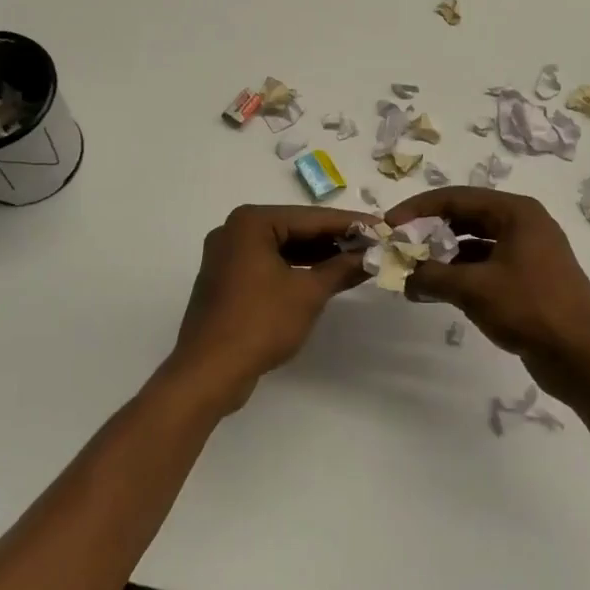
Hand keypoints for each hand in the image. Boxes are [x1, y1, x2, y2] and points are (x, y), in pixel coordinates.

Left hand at [167, 204, 372, 413]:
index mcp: (251, 222)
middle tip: (373, 245)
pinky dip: (295, 269)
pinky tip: (324, 277)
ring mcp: (227, 256)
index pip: (310, 218)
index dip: (350, 224)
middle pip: (295, 229)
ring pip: (282, 248)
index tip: (382, 227)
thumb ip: (341, 269)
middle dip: (334, 240)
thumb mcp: (308, 293)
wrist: (208, 372)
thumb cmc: (260, 323)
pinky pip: (268, 265)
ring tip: (356, 261)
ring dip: (317, 256)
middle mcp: (234, 230)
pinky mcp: (227, 280)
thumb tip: (372, 256)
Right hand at [385, 187, 589, 399]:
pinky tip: (438, 291)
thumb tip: (404, 276)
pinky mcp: (529, 279)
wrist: (583, 358)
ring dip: (443, 257)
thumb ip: (432, 276)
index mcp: (516, 212)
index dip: (418, 209)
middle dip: (430, 233)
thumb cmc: (530, 309)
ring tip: (413, 274)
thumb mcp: (473, 288)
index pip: (456, 197)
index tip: (389, 224)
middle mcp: (524, 224)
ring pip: (474, 244)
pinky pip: (486, 265)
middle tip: (400, 248)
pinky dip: (461, 274)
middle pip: (465, 217)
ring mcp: (529, 252)